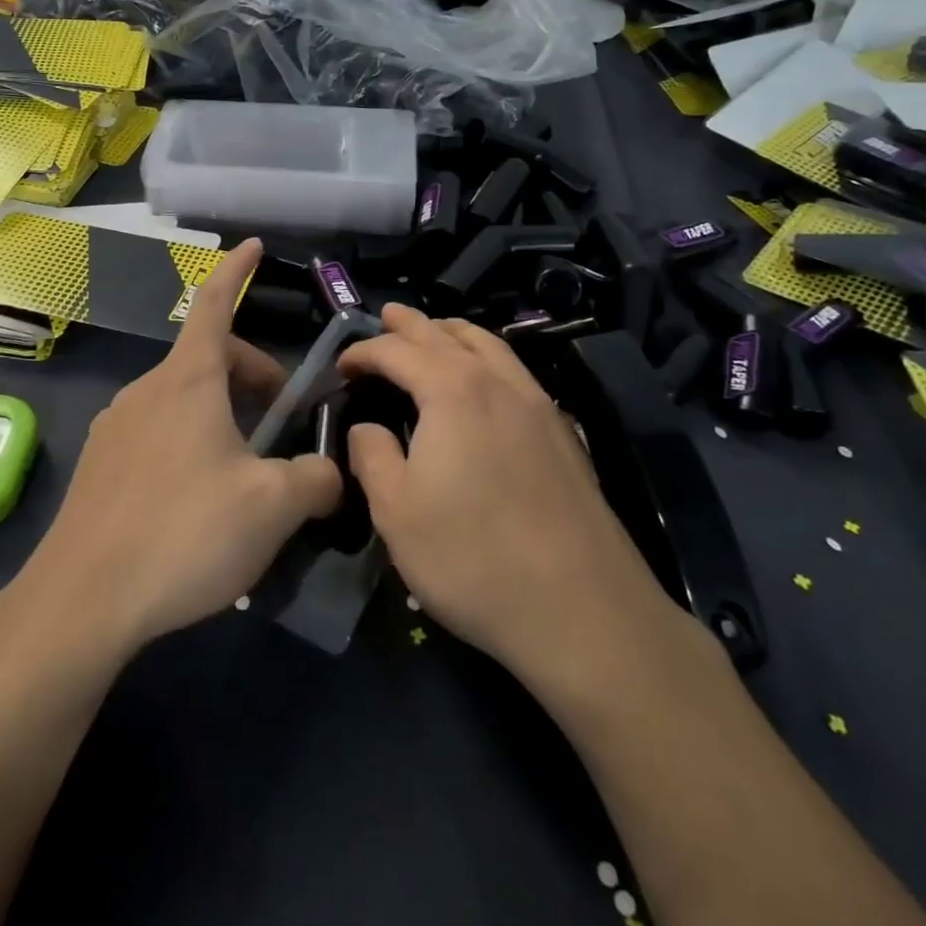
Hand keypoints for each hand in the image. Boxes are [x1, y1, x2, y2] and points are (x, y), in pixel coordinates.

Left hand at [11, 239, 341, 656]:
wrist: (80, 601)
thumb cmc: (183, 534)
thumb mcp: (272, 507)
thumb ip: (315, 480)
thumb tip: (328, 473)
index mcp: (188, 381)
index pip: (216, 304)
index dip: (237, 272)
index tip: (252, 245)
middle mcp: (146, 390)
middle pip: (209, 360)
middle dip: (252, 376)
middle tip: (283, 421)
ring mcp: (115, 426)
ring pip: (183, 401)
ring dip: (223, 416)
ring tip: (245, 472)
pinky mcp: (99, 465)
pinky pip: (157, 434)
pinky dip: (190, 443)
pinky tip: (199, 501)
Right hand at [339, 305, 682, 690]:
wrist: (583, 610)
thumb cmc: (473, 558)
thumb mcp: (396, 512)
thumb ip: (372, 456)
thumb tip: (367, 427)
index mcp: (452, 391)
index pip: (397, 351)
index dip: (365, 352)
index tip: (342, 366)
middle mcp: (497, 382)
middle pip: (447, 335)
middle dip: (411, 324)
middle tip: (386, 315)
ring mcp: (538, 404)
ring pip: (491, 345)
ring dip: (455, 333)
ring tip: (435, 333)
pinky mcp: (564, 433)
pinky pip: (516, 371)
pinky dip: (489, 357)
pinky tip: (486, 381)